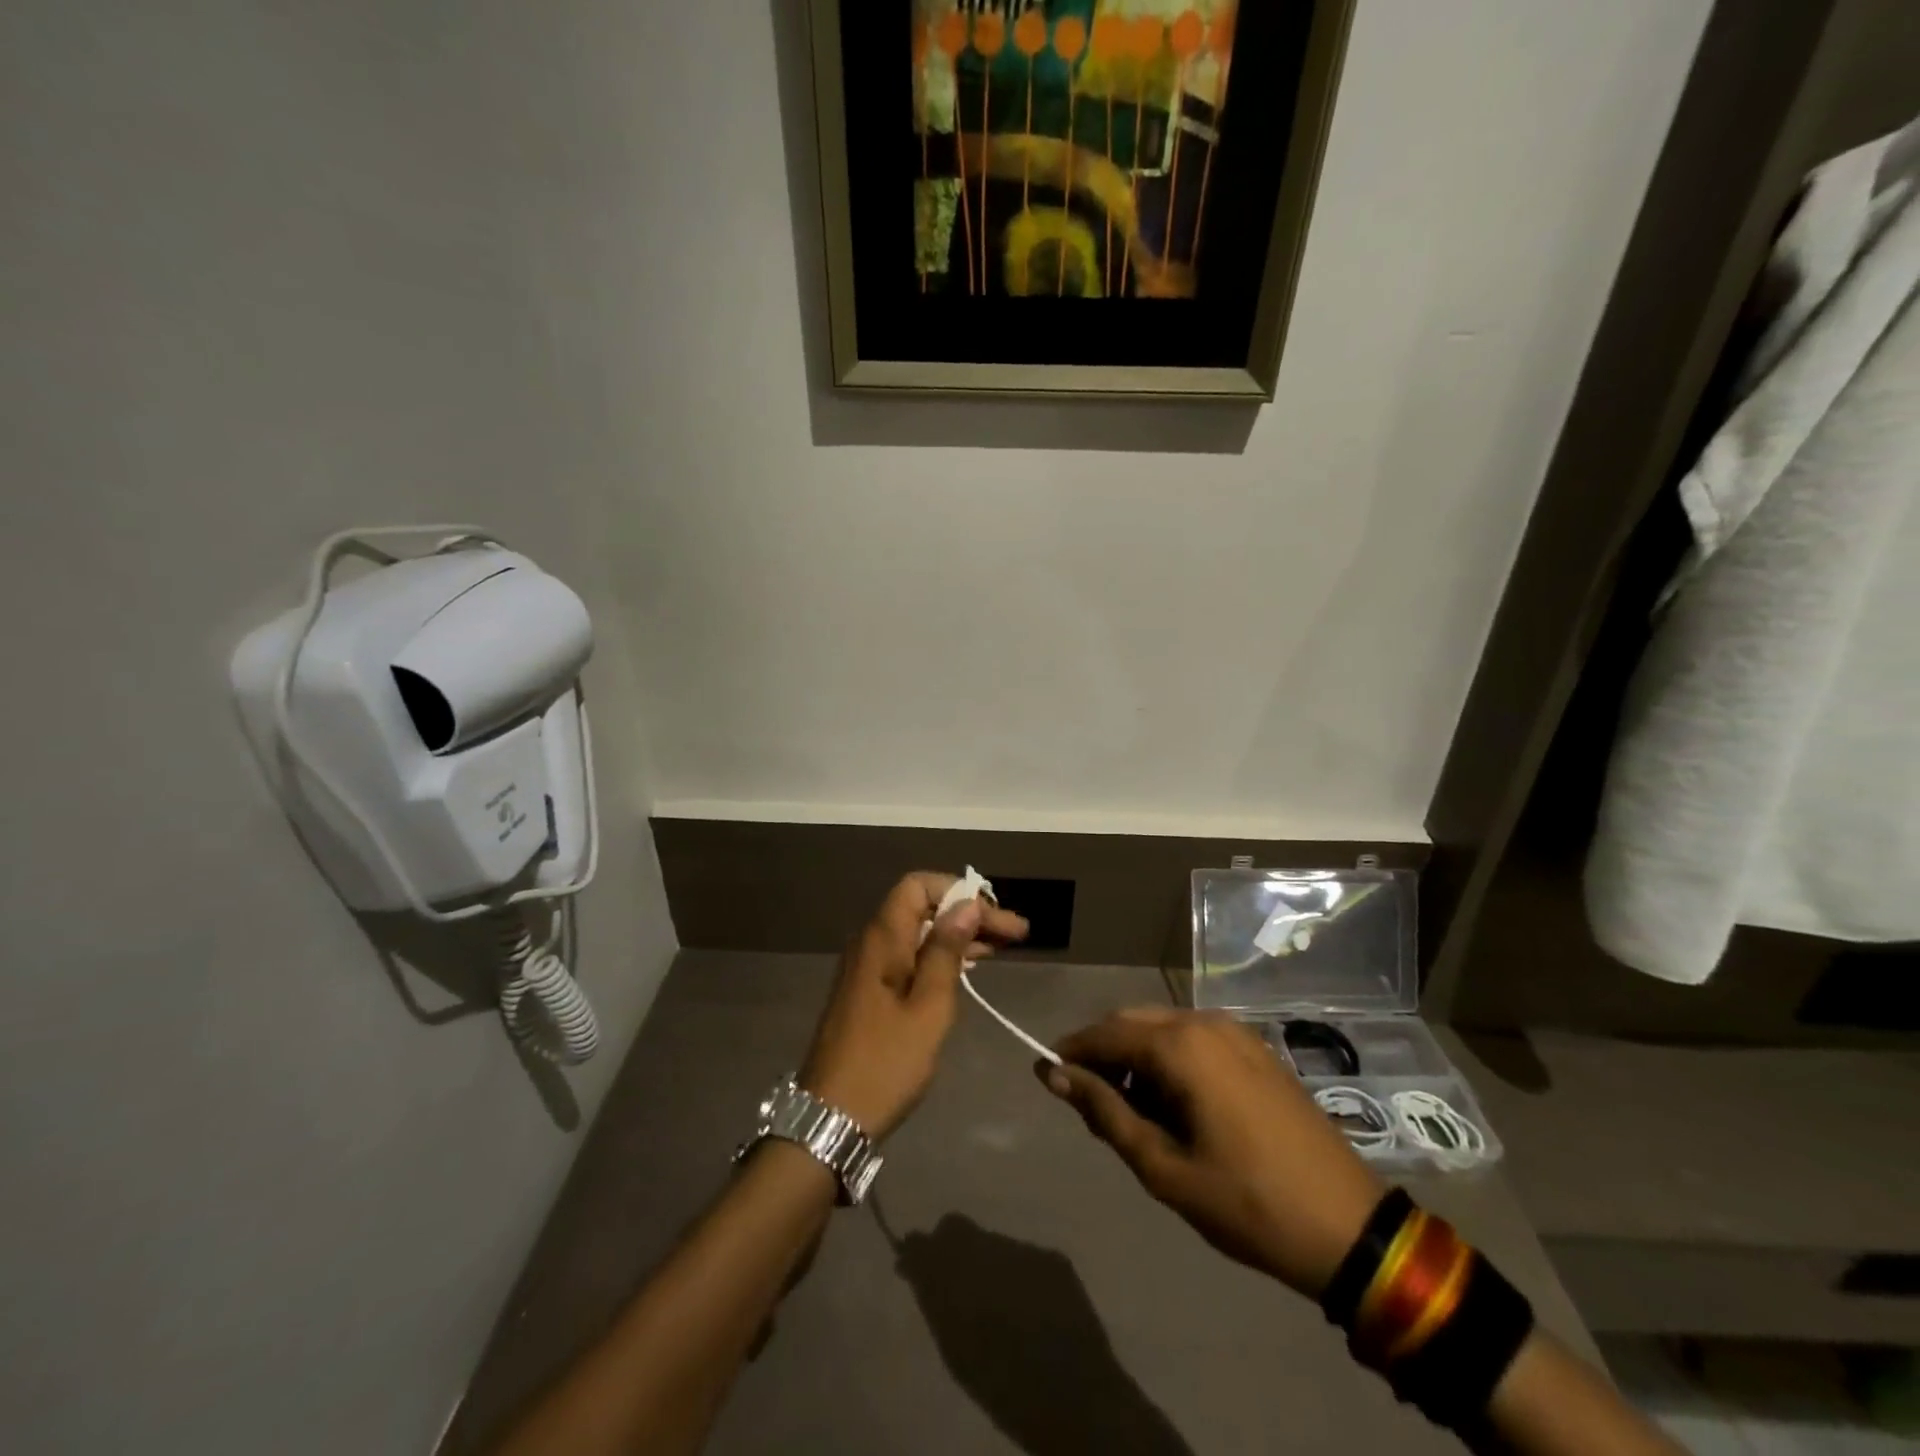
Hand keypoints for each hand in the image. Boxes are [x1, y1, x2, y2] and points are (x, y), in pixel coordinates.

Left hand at [800, 873, 1029, 1140]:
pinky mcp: (870, 992)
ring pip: (918, 933)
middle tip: (1016, 934)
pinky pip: (909, 956)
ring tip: (1003, 947)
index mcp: (881, 938)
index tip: (994, 915)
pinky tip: (968, 968)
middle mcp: (871, 943)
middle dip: (968, 914)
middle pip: (922, 907)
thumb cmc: (885, 1063)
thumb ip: (946, 951)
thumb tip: (966, 905)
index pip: (918, 885)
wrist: (831, 1118)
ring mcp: (868, 968)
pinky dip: (940, 957)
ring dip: (959, 936)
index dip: (958, 891)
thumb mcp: (928, 1007)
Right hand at [1040, 1008, 1385, 1298]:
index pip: (1105, 1034)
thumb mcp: (1163, 1168)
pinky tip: (1176, 1105)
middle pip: (1133, 1022)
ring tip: (1134, 1114)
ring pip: (1163, 1028)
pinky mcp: (1256, 1049)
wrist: (1349, 1226)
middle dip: (1104, 1055)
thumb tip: (1056, 1076)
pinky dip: (1170, 1060)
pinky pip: (1195, 1039)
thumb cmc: (1246, 1202)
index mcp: (1181, 1046)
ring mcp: (1235, 1032)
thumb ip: (1106, 1113)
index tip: (1047, 1076)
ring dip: (1137, 1059)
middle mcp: (1204, 1022)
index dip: (1071, 1052)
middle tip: (1092, 1106)